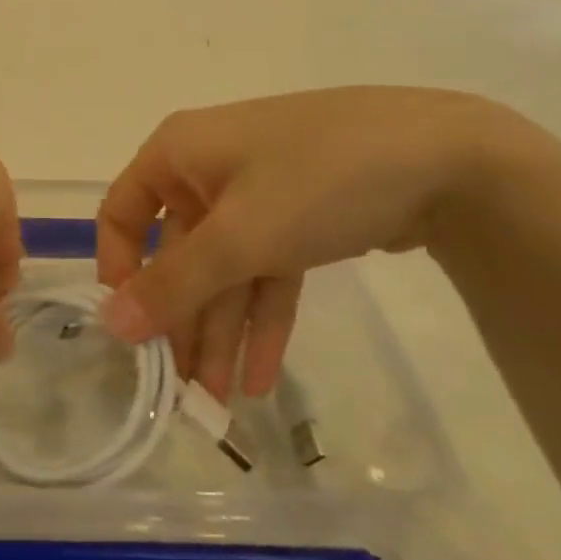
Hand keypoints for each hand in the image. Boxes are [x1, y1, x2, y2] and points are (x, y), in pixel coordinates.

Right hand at [95, 88, 511, 397]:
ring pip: (225, 269)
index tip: (131, 329)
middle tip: (182, 391)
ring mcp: (257, 193)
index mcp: (177, 154)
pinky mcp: (300, 216)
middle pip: (179, 254)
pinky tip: (261, 375)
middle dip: (183, 322)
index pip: (122, 213)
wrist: (452, 156)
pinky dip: (264, 317)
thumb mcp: (239, 236)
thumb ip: (173, 285)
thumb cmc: (318, 181)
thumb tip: (108, 325)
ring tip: (222, 405)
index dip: (119, 271)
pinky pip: (267, 269)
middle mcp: (208, 170)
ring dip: (223, 332)